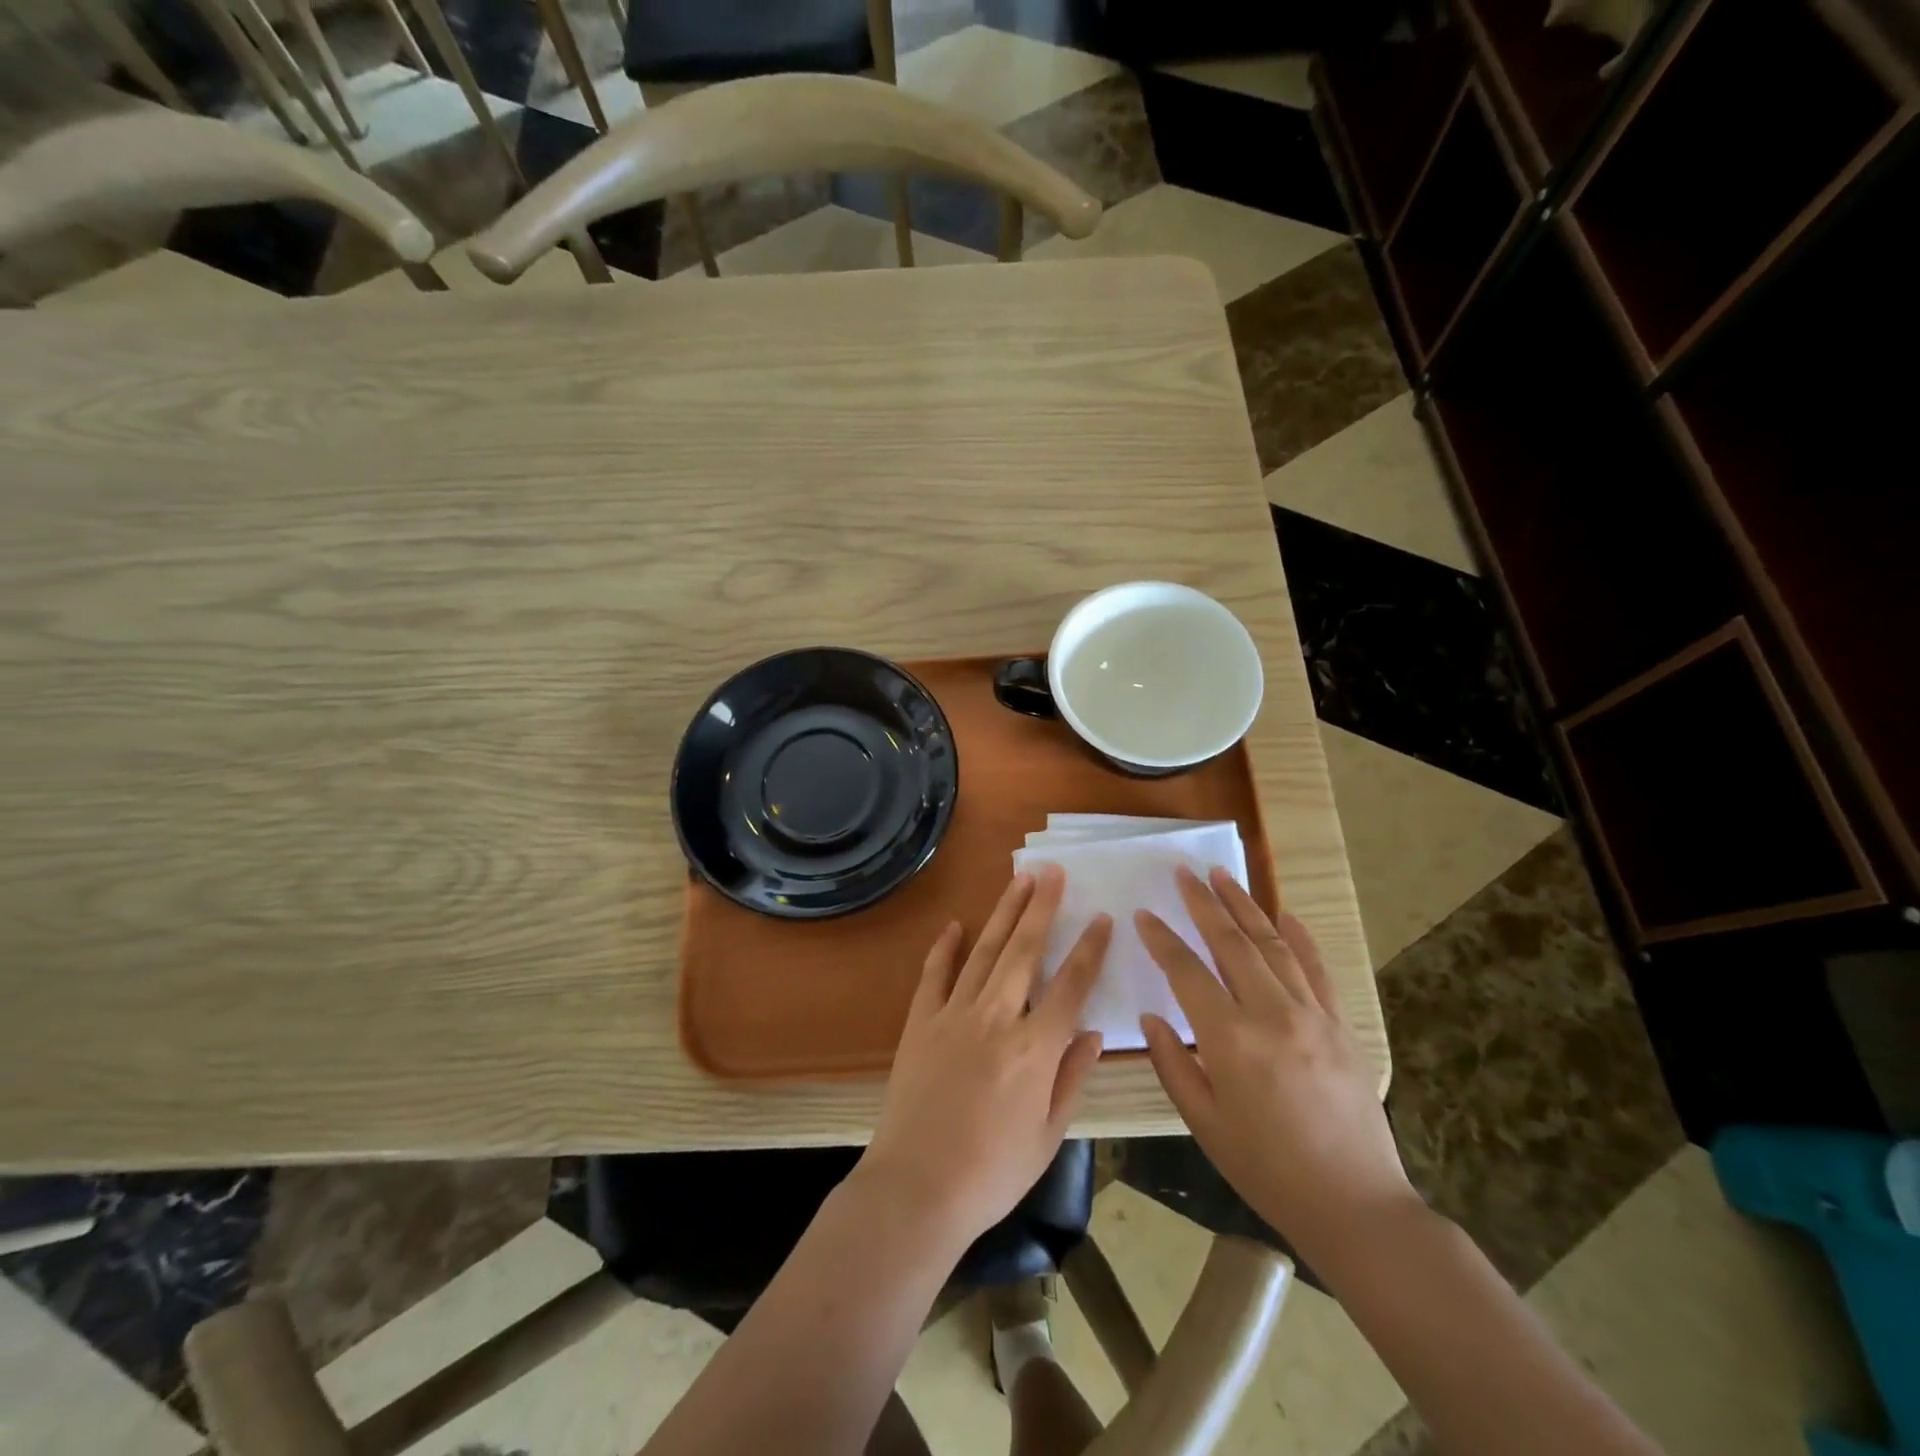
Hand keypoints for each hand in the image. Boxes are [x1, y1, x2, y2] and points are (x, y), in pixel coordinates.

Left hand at [856, 865, 1110, 1253]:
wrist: (916, 1189)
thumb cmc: (991, 1173)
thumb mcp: (1047, 1135)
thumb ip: (1071, 1078)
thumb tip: (1092, 1032)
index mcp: (1034, 1049)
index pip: (1071, 985)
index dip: (1089, 949)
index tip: (1102, 918)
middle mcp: (996, 1018)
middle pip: (1025, 950)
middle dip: (1042, 907)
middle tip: (1053, 871)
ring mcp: (954, 1014)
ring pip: (985, 951)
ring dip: (1003, 912)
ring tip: (1019, 880)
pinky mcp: (921, 1022)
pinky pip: (935, 974)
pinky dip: (944, 947)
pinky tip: (954, 925)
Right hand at [1136, 867, 1416, 1263]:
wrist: (1354, 1204)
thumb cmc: (1266, 1168)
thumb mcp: (1203, 1123)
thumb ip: (1172, 1063)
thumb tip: (1153, 1018)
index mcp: (1230, 1039)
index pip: (1186, 971)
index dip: (1162, 939)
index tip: (1144, 914)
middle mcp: (1271, 1013)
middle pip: (1231, 942)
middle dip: (1203, 902)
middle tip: (1184, 872)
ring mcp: (1312, 1014)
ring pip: (1273, 944)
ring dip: (1245, 905)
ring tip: (1223, 875)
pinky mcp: (1341, 1024)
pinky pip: (1317, 968)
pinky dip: (1300, 937)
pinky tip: (1285, 914)